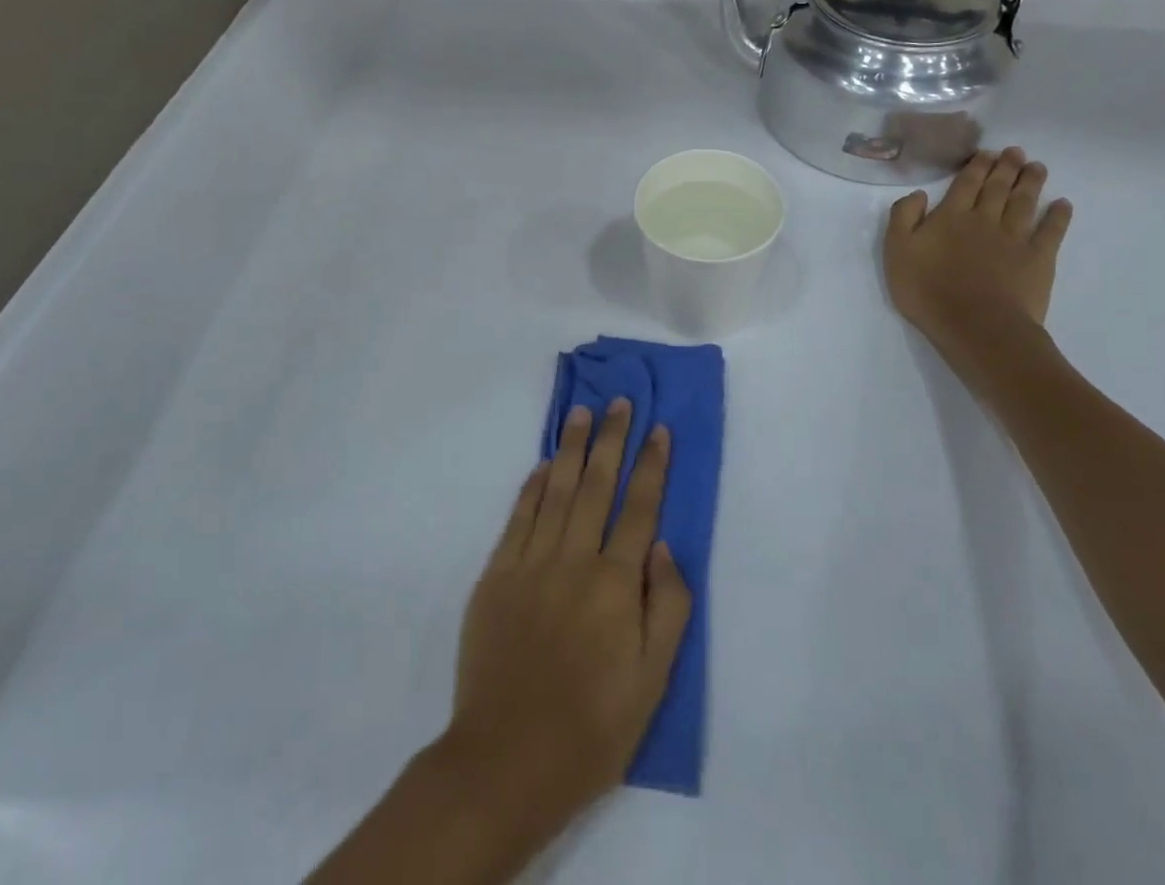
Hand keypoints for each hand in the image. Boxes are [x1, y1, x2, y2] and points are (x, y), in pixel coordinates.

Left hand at [444, 400, 691, 836]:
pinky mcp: (497, 574)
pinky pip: (519, 517)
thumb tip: (664, 546)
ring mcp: (531, 563)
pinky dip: (533, 486)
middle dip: (612, 439)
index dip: (651, 466)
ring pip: (557, 490)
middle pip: (597, 485)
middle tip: (619, 402)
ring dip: (572, 448)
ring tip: (583, 413)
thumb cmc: (590, 730)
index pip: (640, 508)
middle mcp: (574, 560)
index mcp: (615, 585)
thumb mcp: (652, 684)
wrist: (505, 762)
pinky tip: (545, 464)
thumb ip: (667, 608)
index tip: (658, 429)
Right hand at [885, 148, 1072, 343]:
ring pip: (1024, 202)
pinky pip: (1051, 231)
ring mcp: (1015, 238)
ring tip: (1037, 167)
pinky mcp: (1038, 259)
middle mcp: (984, 219)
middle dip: (1006, 167)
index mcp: (950, 217)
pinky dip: (1058, 216)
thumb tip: (918, 194)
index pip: (965, 183)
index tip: (986, 152)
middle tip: (1015, 152)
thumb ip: (903, 218)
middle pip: (997, 187)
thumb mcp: (897, 252)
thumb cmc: (928, 290)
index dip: (976, 166)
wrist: (976, 325)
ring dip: (1030, 182)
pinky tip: (1063, 204)